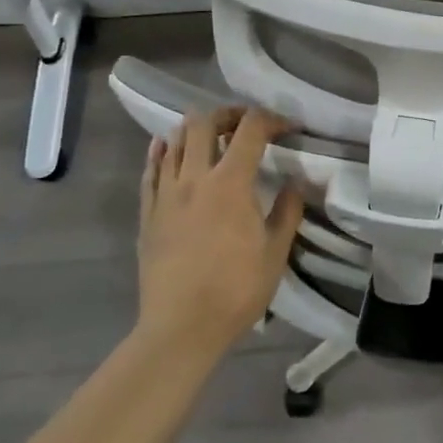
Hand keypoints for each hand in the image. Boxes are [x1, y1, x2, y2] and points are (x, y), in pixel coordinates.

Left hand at [136, 108, 304, 363]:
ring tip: (211, 139)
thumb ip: (287, 211)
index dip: (271, 119)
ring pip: (173, 140)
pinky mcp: (147, 213)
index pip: (250, 129)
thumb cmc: (236, 290)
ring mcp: (165, 194)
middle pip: (203, 122)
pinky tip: (167, 149)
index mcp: (230, 183)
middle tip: (244, 126)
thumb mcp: (276, 252)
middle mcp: (194, 178)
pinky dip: (162, 152)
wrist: (180, 328)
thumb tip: (294, 184)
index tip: (287, 128)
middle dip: (228, 114)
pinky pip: (151, 170)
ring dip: (195, 130)